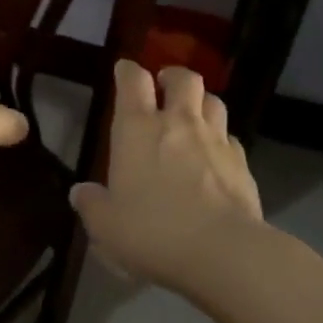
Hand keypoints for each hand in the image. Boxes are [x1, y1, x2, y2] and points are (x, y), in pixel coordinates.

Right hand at [70, 61, 264, 297]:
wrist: (223, 251)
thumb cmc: (153, 231)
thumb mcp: (106, 225)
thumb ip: (91, 204)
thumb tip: (80, 192)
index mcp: (137, 129)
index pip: (133, 80)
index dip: (127, 71)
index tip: (124, 72)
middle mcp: (178, 123)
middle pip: (183, 78)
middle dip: (172, 78)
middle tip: (164, 89)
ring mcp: (215, 140)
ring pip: (213, 101)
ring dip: (201, 104)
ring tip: (192, 118)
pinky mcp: (242, 163)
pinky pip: (231, 138)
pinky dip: (221, 141)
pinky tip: (215, 159)